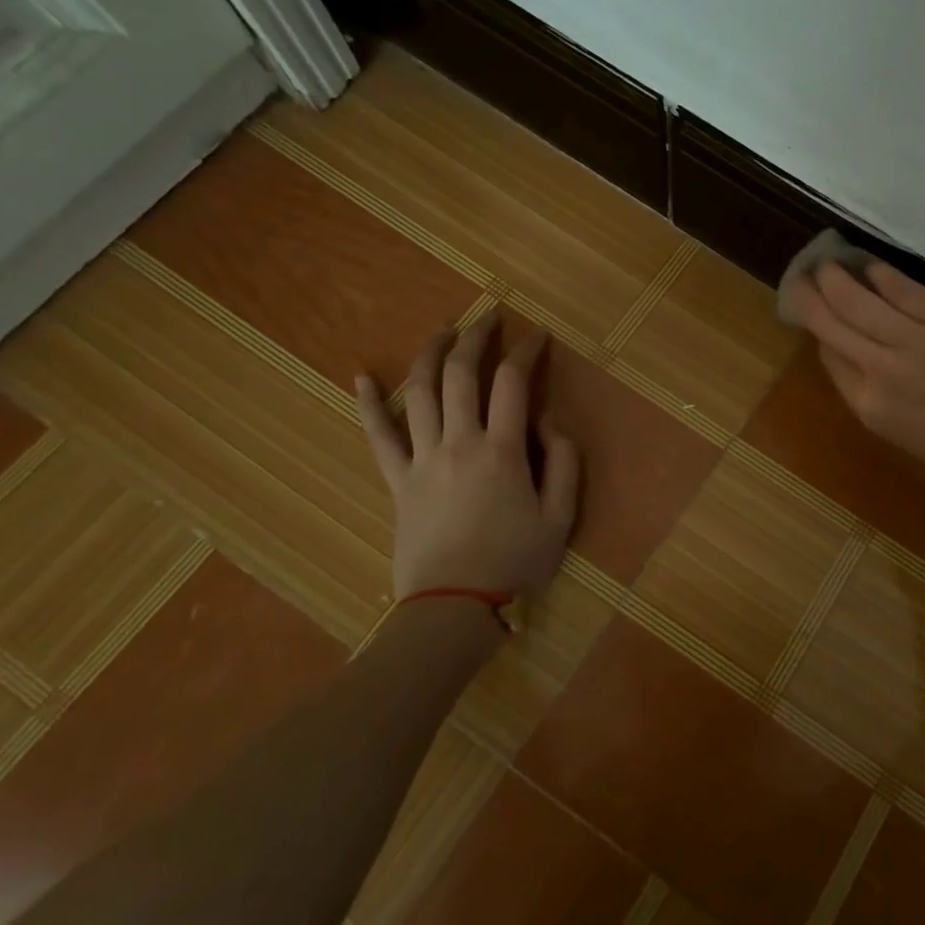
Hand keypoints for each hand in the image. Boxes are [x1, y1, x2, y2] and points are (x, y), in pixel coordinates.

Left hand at [356, 318, 579, 600]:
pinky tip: (361, 376)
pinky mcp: (397, 480)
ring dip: (431, 354)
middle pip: (461, 375)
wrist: (453, 607)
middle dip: (477, 338)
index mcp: (502, 450)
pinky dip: (368, 404)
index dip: (527, 351)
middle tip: (489, 318)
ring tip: (443, 330)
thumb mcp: (561, 517)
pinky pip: (377, 436)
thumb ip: (564, 462)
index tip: (538, 335)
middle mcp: (459, 443)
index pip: (513, 382)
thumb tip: (550, 421)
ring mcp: (422, 459)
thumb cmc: (514, 562)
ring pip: (419, 393)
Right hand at [788, 259, 924, 503]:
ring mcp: (915, 341)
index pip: (829, 356)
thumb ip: (871, 392)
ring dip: (837, 278)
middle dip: (811, 297)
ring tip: (826, 263)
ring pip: (860, 301)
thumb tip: (850, 352)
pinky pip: (905, 290)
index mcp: (868, 406)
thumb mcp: (900, 434)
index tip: (814, 313)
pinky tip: (870, 265)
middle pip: (833, 323)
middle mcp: (882, 370)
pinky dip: (882, 274)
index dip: (818, 331)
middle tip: (801, 277)